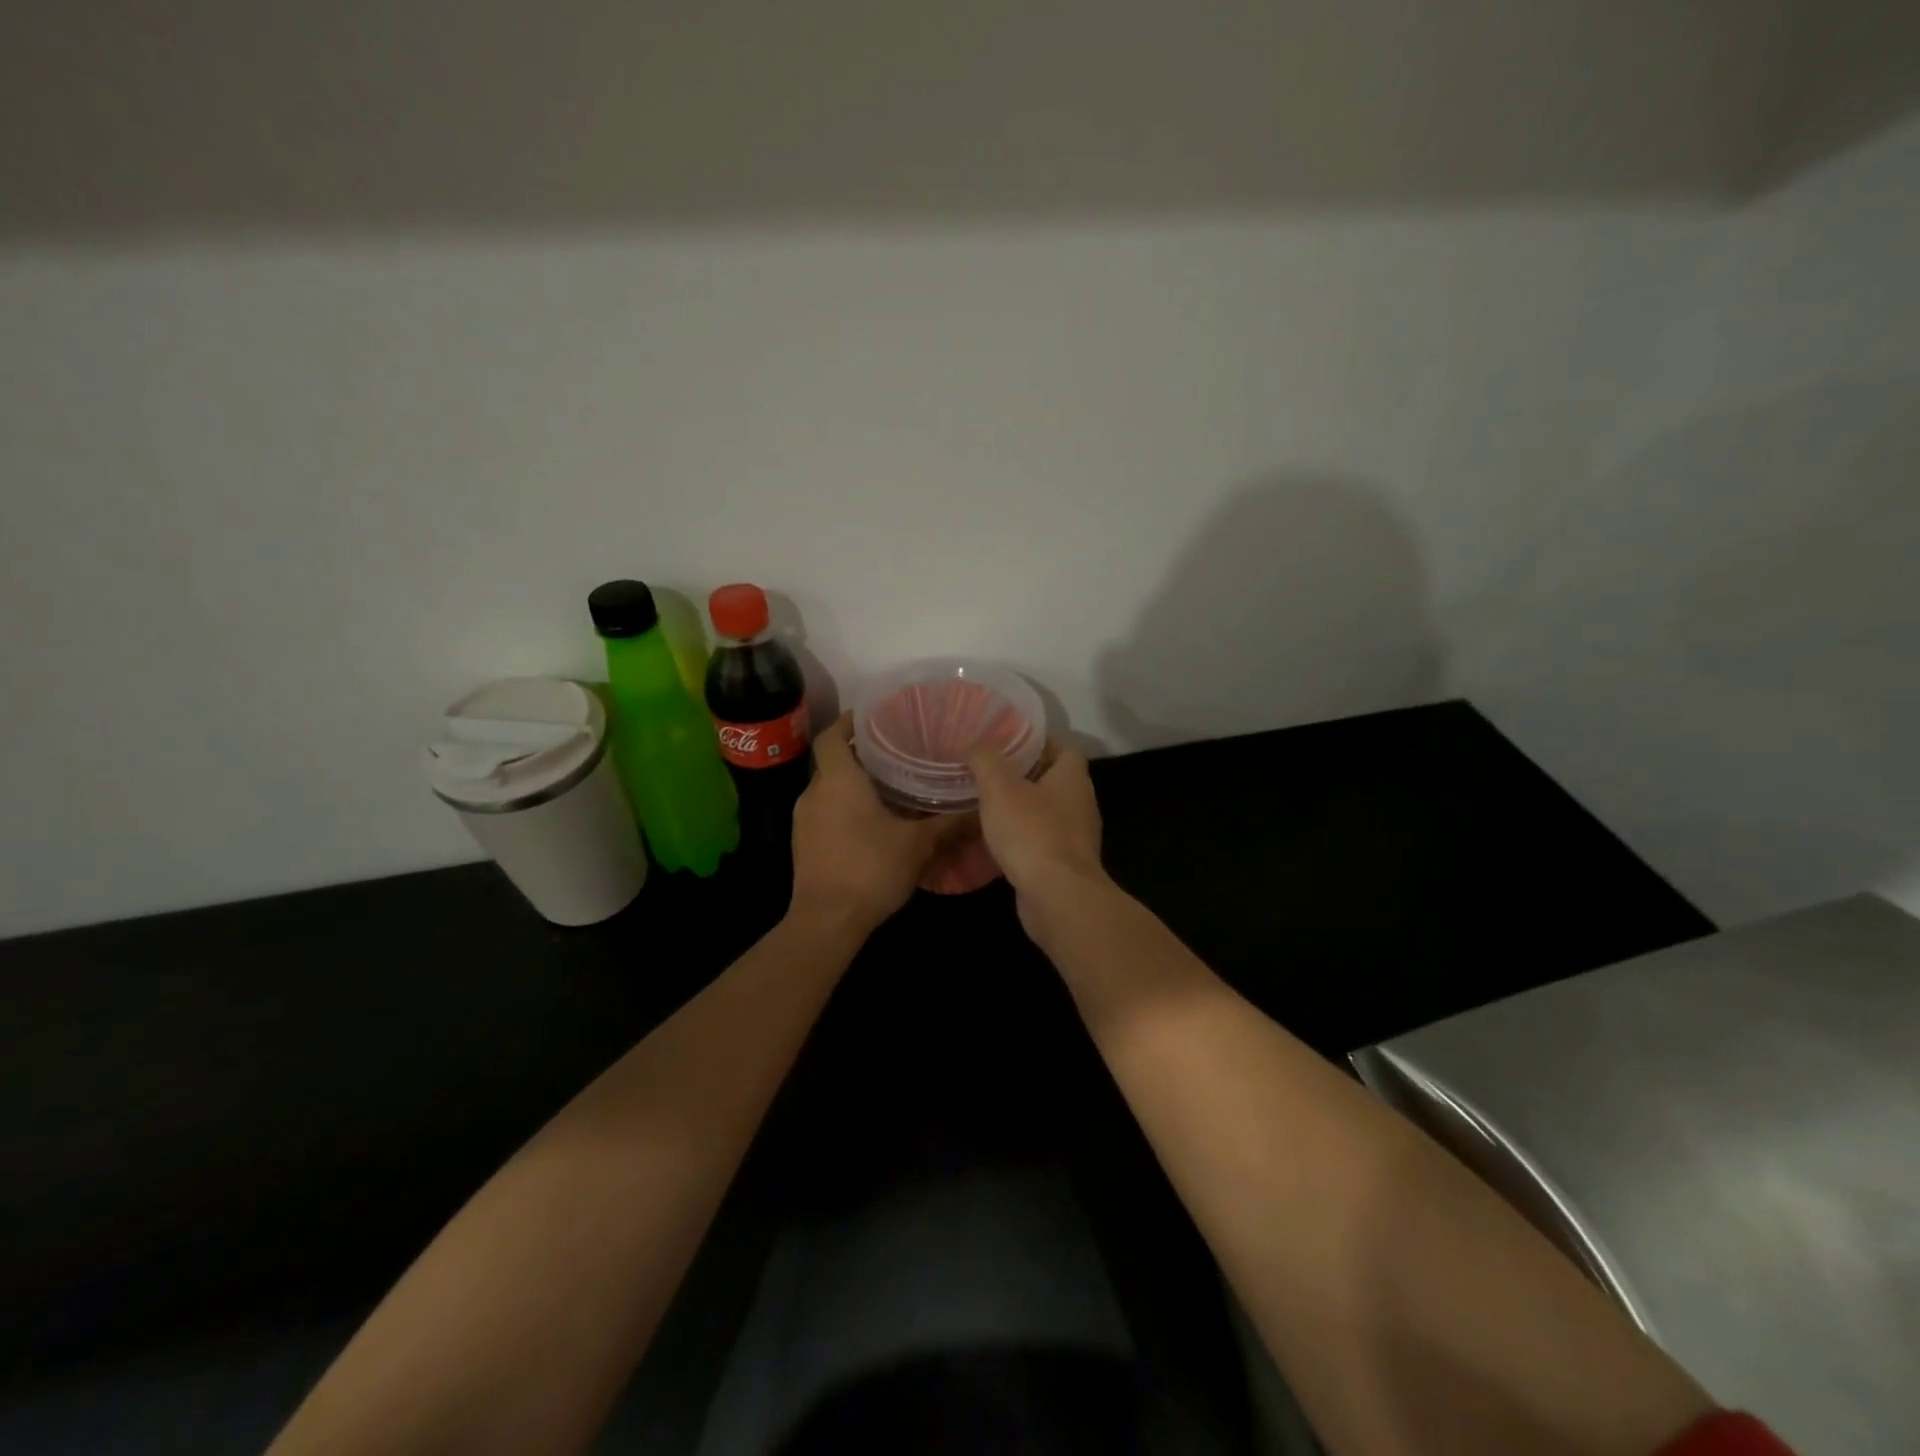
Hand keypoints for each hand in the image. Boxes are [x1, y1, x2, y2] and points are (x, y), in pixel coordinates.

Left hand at [790, 713, 952, 933]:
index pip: (832, 735)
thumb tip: (981, 807)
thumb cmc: (870, 869)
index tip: (875, 718)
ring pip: (829, 790)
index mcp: (838, 780)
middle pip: (833, 762)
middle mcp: (814, 792)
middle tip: (897, 754)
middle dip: (861, 756)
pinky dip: (845, 809)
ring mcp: (804, 820)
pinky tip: (873, 824)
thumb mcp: (918, 844)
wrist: (826, 922)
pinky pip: (825, 813)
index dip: (850, 722)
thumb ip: (949, 823)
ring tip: (890, 788)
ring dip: (854, 785)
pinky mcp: (803, 844)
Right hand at [967, 740, 1106, 933]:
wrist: (1057, 897)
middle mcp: (1080, 803)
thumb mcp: (1000, 787)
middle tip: (989, 770)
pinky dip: (1021, 837)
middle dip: (1024, 774)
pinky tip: (995, 840)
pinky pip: (1041, 841)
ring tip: (987, 803)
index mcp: (1072, 777)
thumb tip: (975, 745)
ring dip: (1021, 807)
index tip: (1006, 741)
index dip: (1036, 740)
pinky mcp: (1064, 865)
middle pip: (1053, 779)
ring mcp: (1076, 837)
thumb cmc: (1032, 833)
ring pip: (1046, 812)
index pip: (1061, 746)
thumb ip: (986, 759)